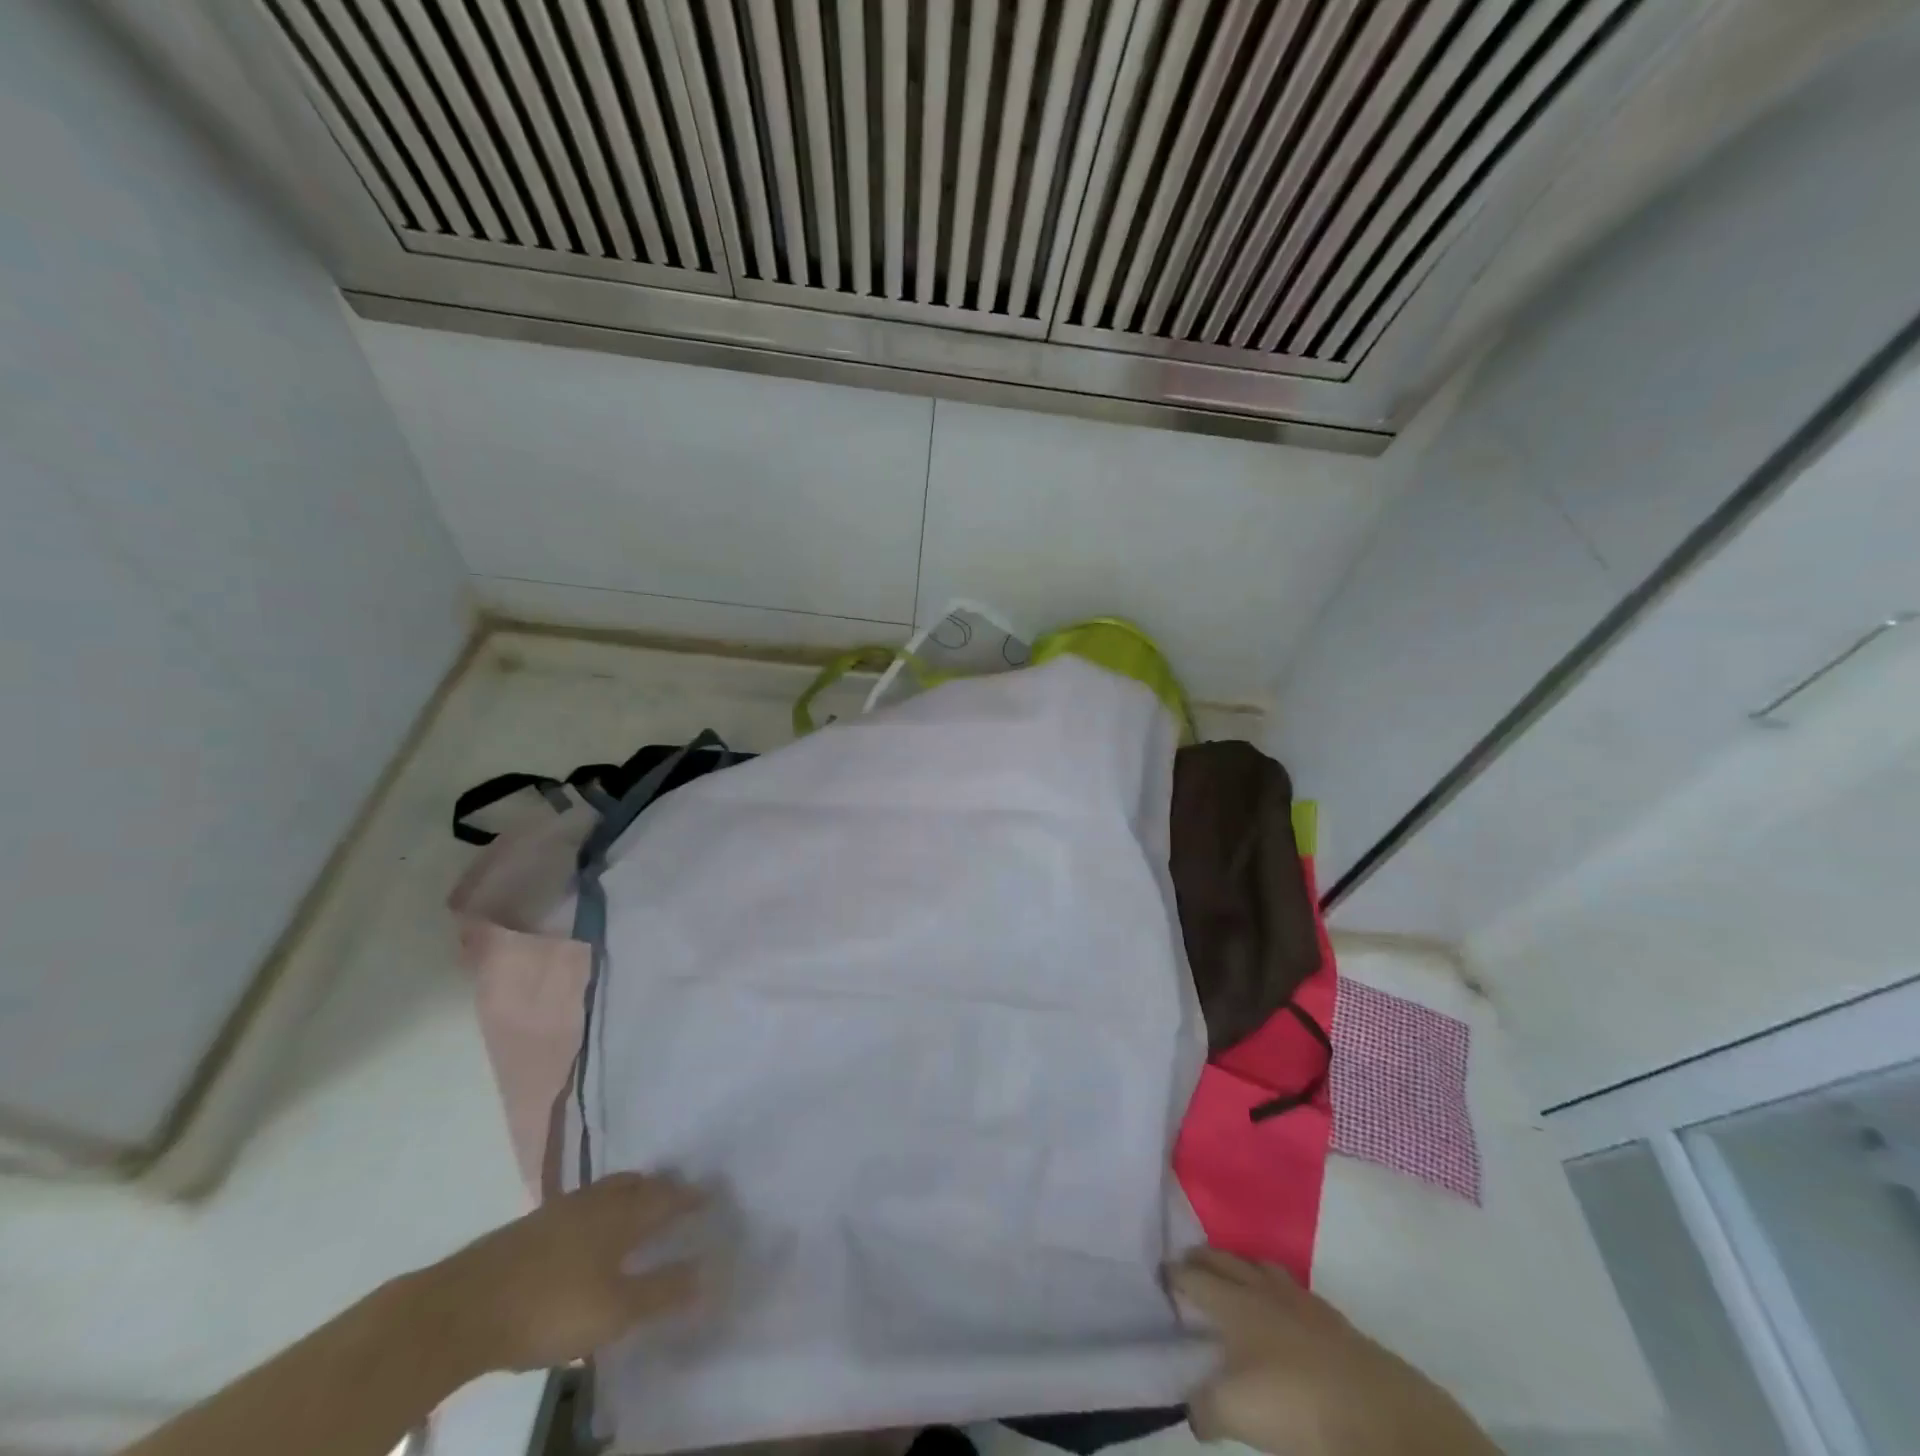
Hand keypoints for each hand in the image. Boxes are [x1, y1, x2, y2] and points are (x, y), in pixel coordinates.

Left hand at [422, 1172, 720, 1375]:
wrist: (462, 1308)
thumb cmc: (549, 1307)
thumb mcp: (615, 1311)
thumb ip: (662, 1292)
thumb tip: (709, 1270)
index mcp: (623, 1214)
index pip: (668, 1197)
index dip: (690, 1197)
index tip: (710, 1196)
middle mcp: (597, 1200)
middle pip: (638, 1184)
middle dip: (661, 1188)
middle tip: (678, 1196)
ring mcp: (561, 1209)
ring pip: (608, 1190)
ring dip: (630, 1193)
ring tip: (638, 1206)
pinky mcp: (532, 1225)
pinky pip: (583, 1204)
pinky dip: (600, 1208)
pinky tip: (590, 1230)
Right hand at [1169, 1248, 1496, 1455]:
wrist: (1385, 1420)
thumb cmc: (1298, 1407)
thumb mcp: (1237, 1413)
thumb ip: (1205, 1407)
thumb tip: (1194, 1409)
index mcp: (1236, 1303)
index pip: (1196, 1277)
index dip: (1176, 1274)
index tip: (1161, 1271)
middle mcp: (1265, 1291)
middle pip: (1227, 1262)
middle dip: (1205, 1259)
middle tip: (1189, 1262)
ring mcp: (1304, 1304)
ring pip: (1263, 1269)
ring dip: (1242, 1267)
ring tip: (1234, 1277)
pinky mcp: (1337, 1325)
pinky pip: (1294, 1293)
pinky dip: (1277, 1292)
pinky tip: (1282, 1313)